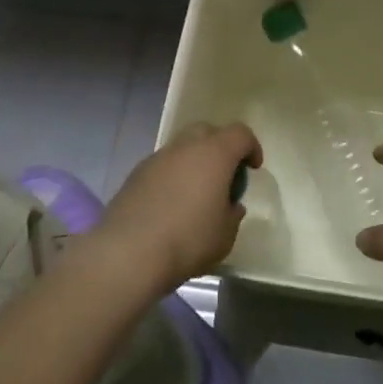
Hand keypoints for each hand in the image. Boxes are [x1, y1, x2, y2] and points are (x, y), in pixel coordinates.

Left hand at [93, 122, 262, 294]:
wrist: (129, 252)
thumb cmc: (188, 240)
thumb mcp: (225, 235)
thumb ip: (232, 214)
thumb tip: (230, 205)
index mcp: (214, 154)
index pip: (240, 133)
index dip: (251, 147)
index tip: (253, 168)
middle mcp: (186, 146)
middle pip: (208, 131)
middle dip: (220, 147)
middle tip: (224, 175)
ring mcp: (158, 157)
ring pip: (182, 146)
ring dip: (193, 161)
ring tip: (195, 193)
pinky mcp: (136, 173)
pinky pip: (163, 165)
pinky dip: (172, 175)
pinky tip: (170, 204)